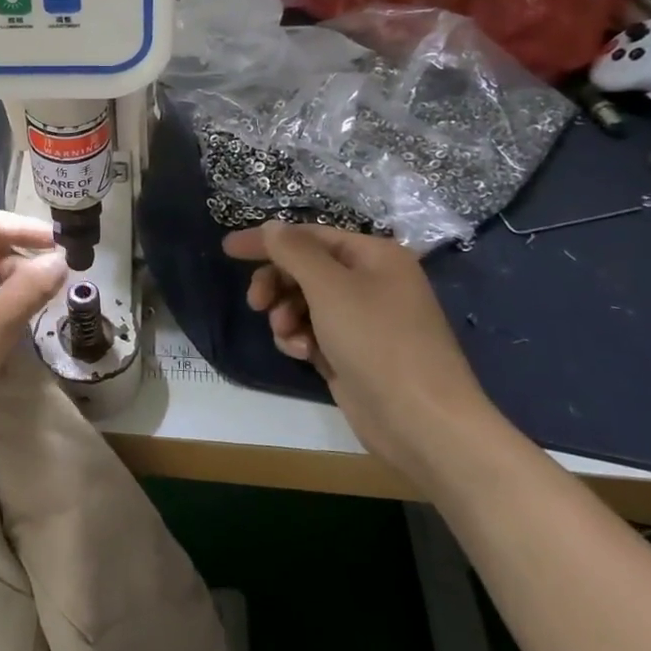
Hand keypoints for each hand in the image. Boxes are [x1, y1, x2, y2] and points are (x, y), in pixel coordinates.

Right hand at [222, 222, 506, 487]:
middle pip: (305, 269)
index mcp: (374, 256)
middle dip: (277, 284)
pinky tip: (303, 355)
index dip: (267, 241)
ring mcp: (364, 320)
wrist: (422, 423)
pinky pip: (314, 332)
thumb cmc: (378, 342)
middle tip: (256, 303)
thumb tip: (271, 227)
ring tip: (288, 336)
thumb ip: (294, 251)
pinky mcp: (353, 353)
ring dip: (286, 316)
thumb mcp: (329, 287)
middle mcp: (371, 282)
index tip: (227, 250)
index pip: (309, 236)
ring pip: (304, 303)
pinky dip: (301, 339)